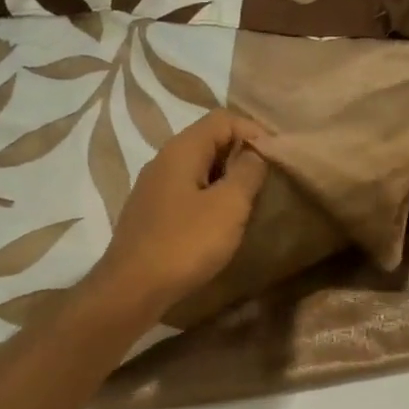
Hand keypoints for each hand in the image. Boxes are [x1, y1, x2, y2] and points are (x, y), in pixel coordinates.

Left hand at [88, 110, 269, 318]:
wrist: (132, 289)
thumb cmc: (185, 243)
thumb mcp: (228, 206)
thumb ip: (247, 172)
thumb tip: (255, 152)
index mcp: (182, 150)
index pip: (223, 119)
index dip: (253, 131)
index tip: (276, 159)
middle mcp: (163, 160)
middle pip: (208, 140)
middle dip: (241, 155)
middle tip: (266, 181)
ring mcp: (153, 187)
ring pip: (197, 168)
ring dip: (225, 179)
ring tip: (248, 202)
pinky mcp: (150, 213)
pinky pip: (186, 191)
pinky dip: (208, 197)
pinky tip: (219, 223)